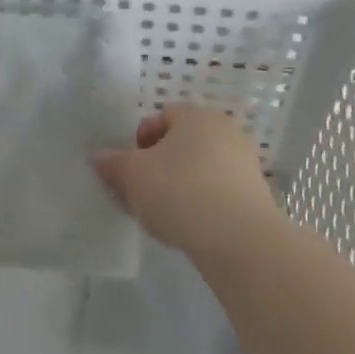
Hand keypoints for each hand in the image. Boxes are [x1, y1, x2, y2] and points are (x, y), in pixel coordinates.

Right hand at [91, 105, 283, 260]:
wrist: (238, 238)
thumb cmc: (179, 191)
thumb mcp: (133, 176)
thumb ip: (113, 163)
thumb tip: (99, 156)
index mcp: (196, 115)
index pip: (162, 116)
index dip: (141, 140)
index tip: (131, 168)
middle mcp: (224, 130)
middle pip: (182, 142)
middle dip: (160, 164)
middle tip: (144, 192)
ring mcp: (244, 161)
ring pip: (200, 168)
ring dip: (181, 185)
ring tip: (166, 214)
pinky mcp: (256, 193)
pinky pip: (218, 191)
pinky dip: (203, 203)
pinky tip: (190, 226)